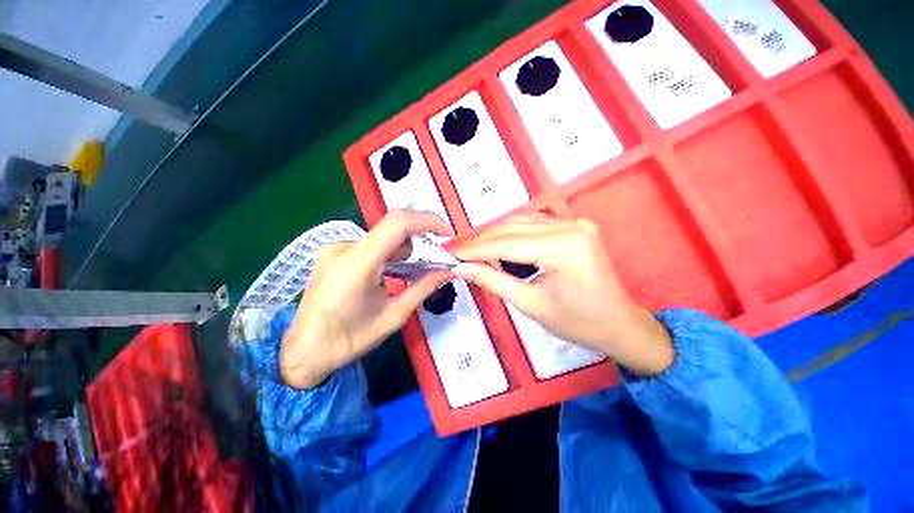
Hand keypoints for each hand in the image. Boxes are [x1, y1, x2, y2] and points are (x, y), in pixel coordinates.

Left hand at [280, 211, 453, 388]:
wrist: (302, 352)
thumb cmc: (348, 341)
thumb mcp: (393, 317)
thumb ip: (423, 288)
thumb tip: (448, 271)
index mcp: (357, 264)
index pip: (398, 223)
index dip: (427, 220)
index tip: (446, 233)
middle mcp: (343, 247)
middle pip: (392, 227)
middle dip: (418, 239)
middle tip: (431, 261)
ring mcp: (335, 248)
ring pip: (382, 236)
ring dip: (403, 249)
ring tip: (407, 274)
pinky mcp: (333, 253)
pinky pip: (370, 244)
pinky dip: (388, 252)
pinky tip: (388, 273)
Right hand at [451, 214, 673, 376]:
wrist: (619, 324)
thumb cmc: (578, 323)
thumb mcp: (530, 304)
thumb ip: (493, 281)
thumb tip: (461, 268)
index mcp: (563, 247)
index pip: (506, 244)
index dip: (474, 249)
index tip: (450, 253)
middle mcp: (570, 226)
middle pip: (512, 228)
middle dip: (481, 240)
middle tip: (457, 252)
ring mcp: (574, 223)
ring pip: (520, 221)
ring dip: (494, 235)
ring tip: (473, 250)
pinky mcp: (573, 226)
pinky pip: (533, 224)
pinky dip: (511, 233)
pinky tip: (498, 245)